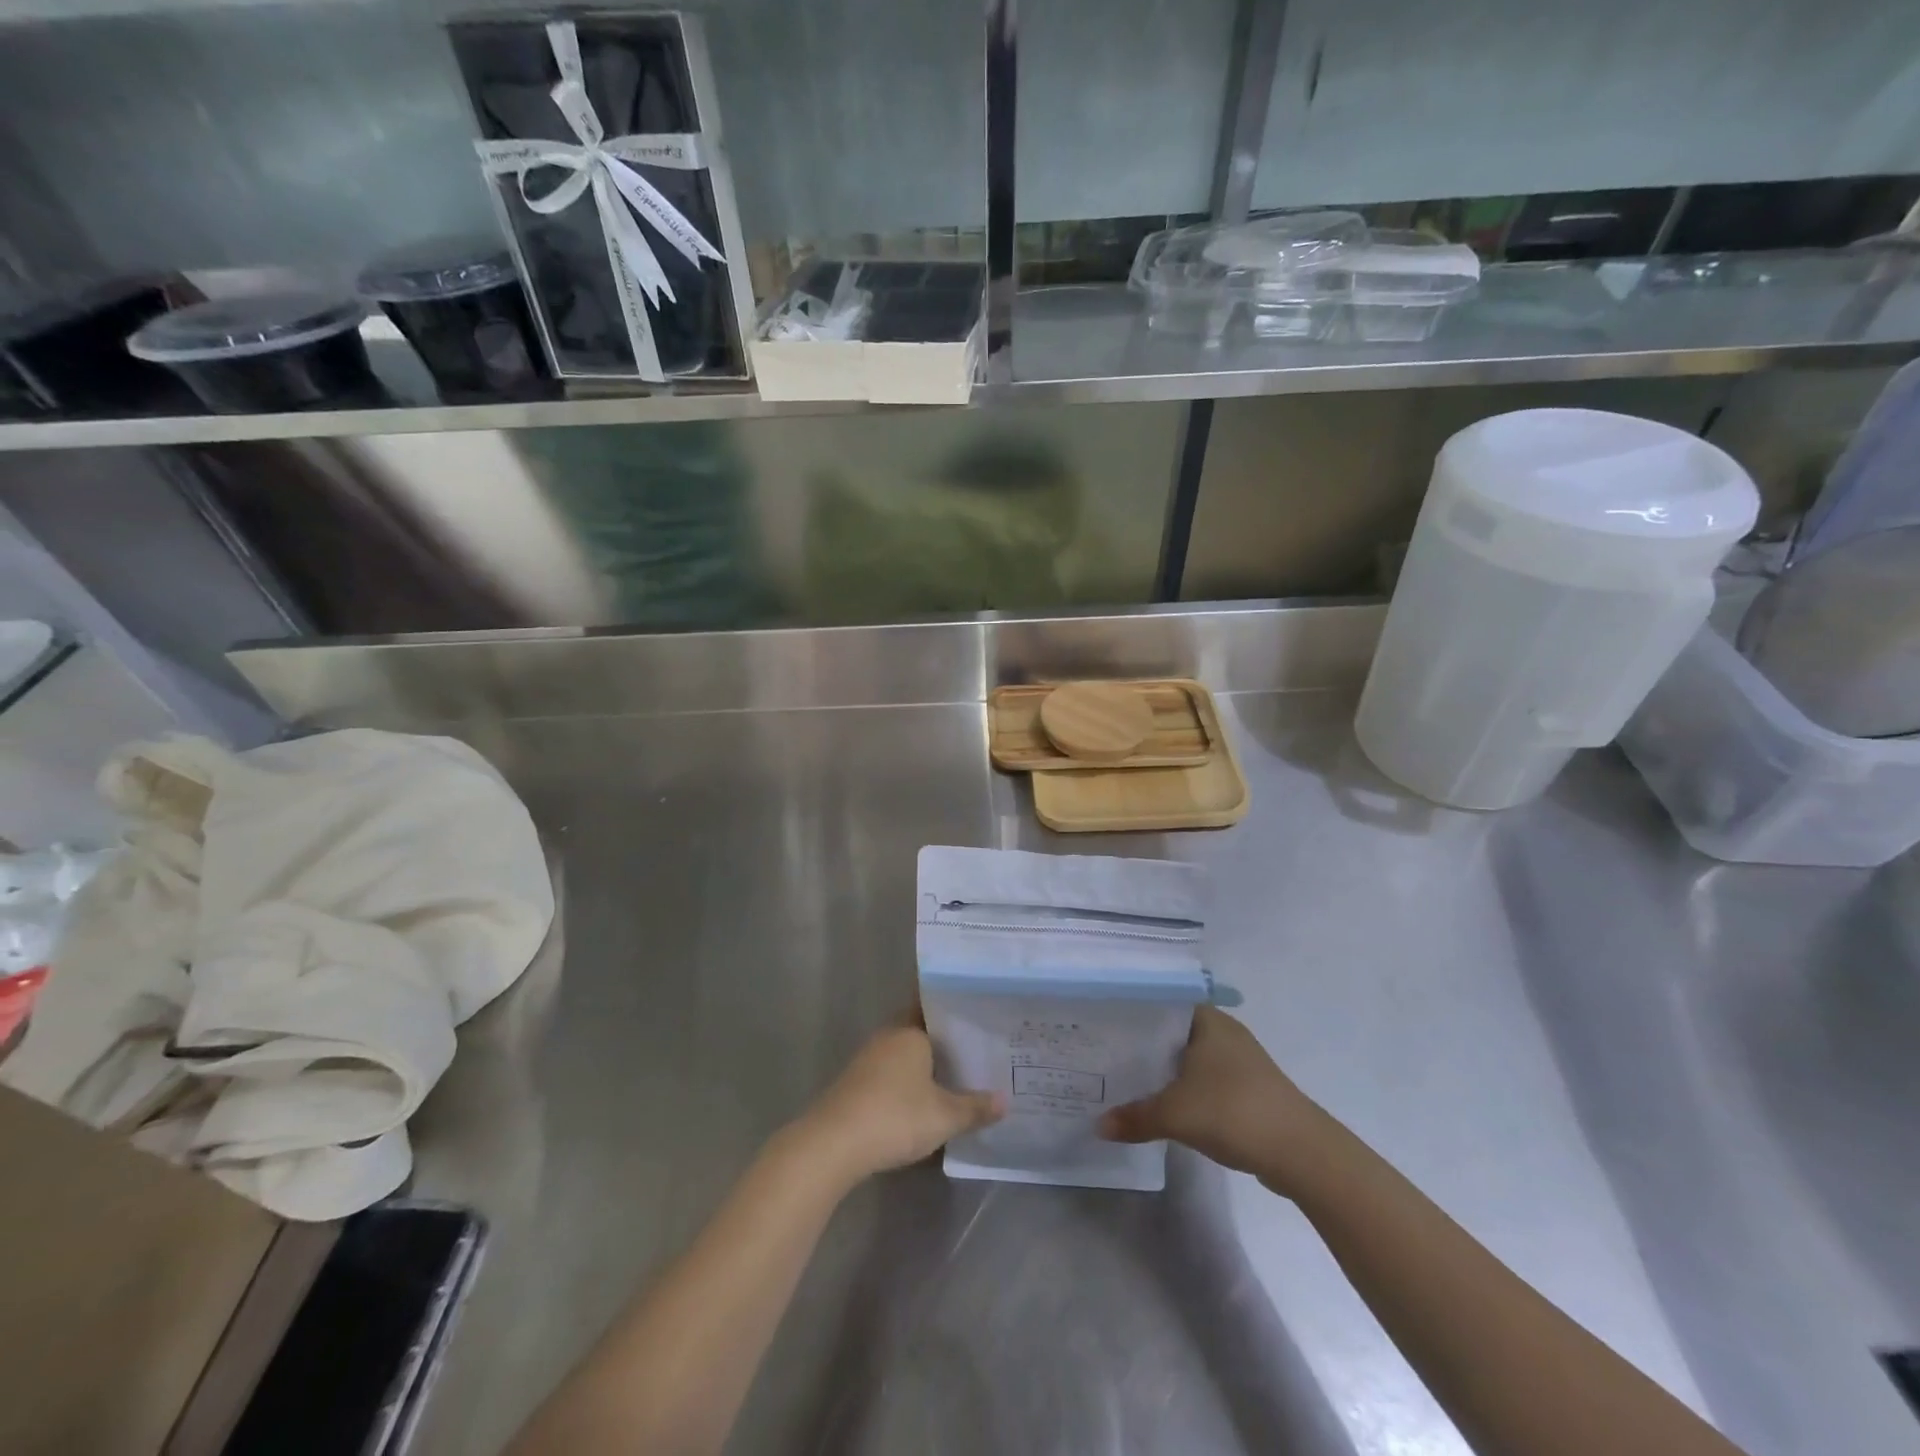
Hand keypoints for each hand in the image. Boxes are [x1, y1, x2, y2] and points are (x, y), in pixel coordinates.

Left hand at [796, 1021, 1003, 1187]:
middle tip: (978, 1048)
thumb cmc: (894, 1116)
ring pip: (905, 1053)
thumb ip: (975, 1108)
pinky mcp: (855, 1084)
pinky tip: (923, 1099)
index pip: (936, 1007)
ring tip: (958, 1075)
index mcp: (909, 1031)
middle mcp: (888, 1036)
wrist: (832, 1145)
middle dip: (945, 1041)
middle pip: (921, 1030)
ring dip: (925, 1064)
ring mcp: (868, 1060)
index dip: (957, 1012)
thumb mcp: (944, 1117)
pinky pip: (890, 1073)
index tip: (980, 1016)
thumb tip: (1005, 1101)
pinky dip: (908, 1081)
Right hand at [1098, 1005, 1336, 1195]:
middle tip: (1107, 1054)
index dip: (1132, 1013)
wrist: (1301, 1153)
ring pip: (1191, 1058)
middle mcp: (1225, 1033)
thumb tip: (1099, 1126)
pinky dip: (1186, 1090)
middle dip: (1144, 1045)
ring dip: (1166, 1070)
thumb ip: (1134, 1116)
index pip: (1161, 1003)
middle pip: (1174, 1032)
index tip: (1104, 1025)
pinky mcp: (1250, 1091)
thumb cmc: (1233, 1111)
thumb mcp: (1175, 1114)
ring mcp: (1241, 1062)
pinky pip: (1206, 1081)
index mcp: (1209, 1020)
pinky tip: (1166, 1106)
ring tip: (1128, 1079)